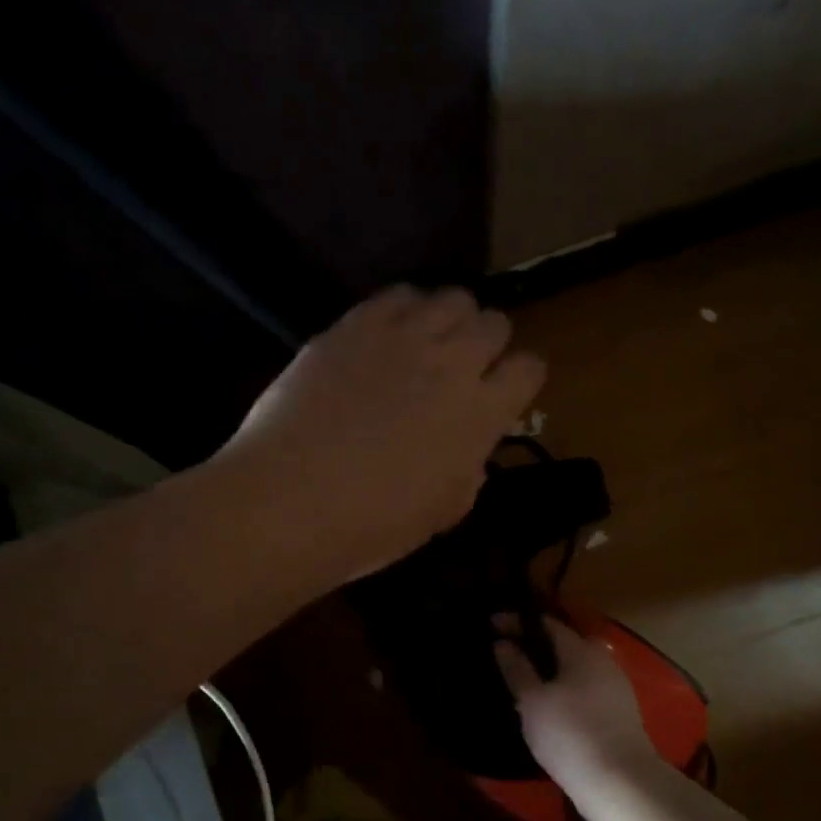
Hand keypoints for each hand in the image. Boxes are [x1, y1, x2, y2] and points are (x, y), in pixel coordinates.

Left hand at [221, 286, 544, 582]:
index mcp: (482, 413)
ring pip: (453, 297)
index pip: (530, 368)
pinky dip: (404, 311)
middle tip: (462, 370)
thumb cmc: (372, 525)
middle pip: (495, 322)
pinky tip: (385, 338)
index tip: (502, 395)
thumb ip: (467, 471)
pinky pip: (398, 295)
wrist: (290, 500)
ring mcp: (403, 337)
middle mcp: (454, 362)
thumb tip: (467, 452)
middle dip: (487, 344)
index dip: (519, 380)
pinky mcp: (356, 324)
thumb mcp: (442, 513)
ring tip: (426, 346)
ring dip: (449, 320)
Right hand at [493, 618, 660, 788]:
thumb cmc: (569, 734)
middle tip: (510, 655)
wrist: (619, 782)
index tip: (492, 625)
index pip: (547, 624)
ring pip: (577, 669)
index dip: (518, 622)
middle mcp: (603, 661)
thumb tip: (503, 643)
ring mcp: (616, 688)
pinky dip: (565, 690)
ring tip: (524, 684)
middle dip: (537, 646)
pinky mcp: (620, 714)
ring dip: (551, 671)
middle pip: (566, 644)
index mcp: (582, 651)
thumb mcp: (532, 701)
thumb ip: (517, 668)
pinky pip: (586, 690)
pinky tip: (549, 709)